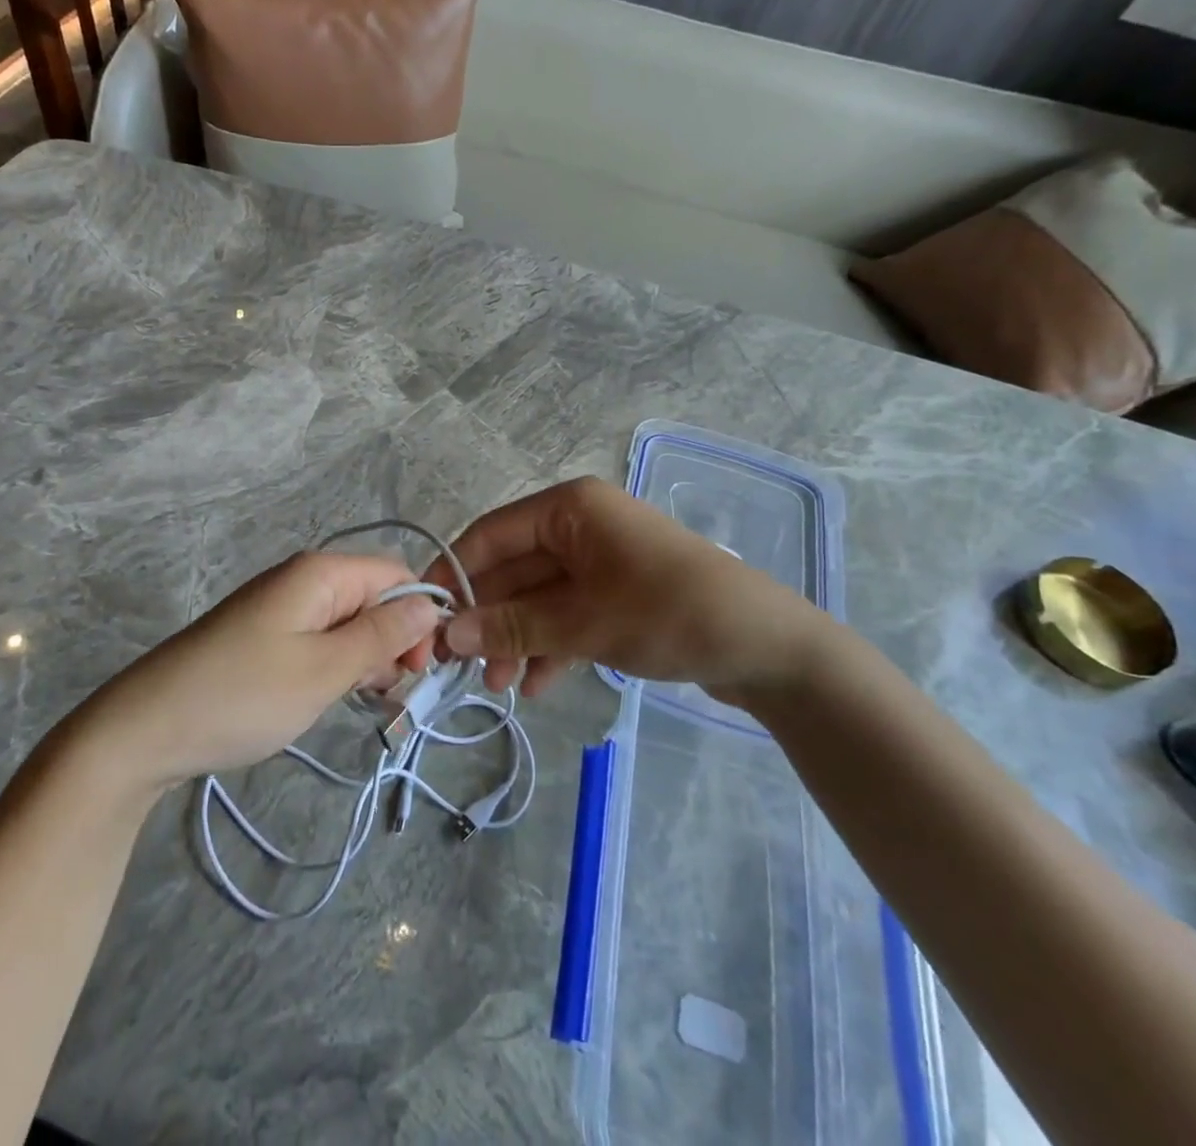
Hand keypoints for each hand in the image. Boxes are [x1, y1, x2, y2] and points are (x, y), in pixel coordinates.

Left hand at [79, 552, 439, 790]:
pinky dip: (336, 664)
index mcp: (321, 573)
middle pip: (372, 596)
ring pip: (347, 621)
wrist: (145, 728)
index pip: (396, 574)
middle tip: (394, 694)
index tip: (423, 670)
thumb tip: (430, 604)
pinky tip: (332, 695)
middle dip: (394, 639)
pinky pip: (319, 637)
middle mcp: (302, 579)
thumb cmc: (244, 695)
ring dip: (366, 656)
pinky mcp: (264, 634)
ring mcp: (280, 607)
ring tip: (363, 701)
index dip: (419, 615)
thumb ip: (382, 634)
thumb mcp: (325, 669)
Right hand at [428, 476, 840, 703]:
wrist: (769, 647)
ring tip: (499, 687)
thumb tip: (447, 635)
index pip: (490, 535)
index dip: (455, 575)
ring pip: (539, 597)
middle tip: (460, 668)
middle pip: (513, 570)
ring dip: (517, 639)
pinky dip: (551, 645)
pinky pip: (568, 614)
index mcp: (569, 508)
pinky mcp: (618, 593)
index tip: (426, 620)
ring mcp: (601, 560)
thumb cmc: (668, 613)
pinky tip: (539, 686)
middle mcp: (580, 524)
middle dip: (489, 619)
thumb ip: (512, 627)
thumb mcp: (582, 622)